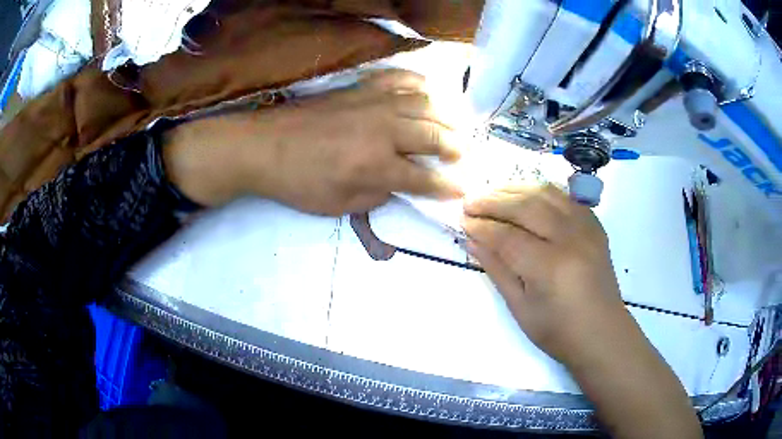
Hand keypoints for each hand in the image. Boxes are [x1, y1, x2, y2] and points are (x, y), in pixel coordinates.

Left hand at [163, 70, 463, 214]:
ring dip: (445, 116)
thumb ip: (377, 195)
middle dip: (455, 148)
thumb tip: (399, 184)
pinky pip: (397, 79)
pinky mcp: (360, 89)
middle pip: (434, 136)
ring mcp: (374, 103)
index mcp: (378, 165)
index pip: (425, 178)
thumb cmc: (300, 182)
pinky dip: (417, 82)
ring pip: (424, 104)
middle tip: (462, 156)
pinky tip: (426, 88)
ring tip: (451, 126)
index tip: (462, 191)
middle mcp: (385, 130)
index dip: (447, 187)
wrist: (264, 146)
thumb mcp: (340, 205)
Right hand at [461, 185, 625, 363]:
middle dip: (493, 200)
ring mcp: (586, 228)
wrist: (602, 333)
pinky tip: (525, 195)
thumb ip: (497, 270)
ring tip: (492, 193)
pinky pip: (565, 197)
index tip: (462, 221)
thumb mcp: (520, 308)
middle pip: (526, 206)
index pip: (507, 236)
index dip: (481, 226)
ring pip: (546, 193)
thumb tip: (471, 241)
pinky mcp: (594, 225)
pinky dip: (540, 191)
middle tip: (470, 202)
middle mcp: (570, 239)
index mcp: (550, 268)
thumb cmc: (558, 331)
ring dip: (515, 189)